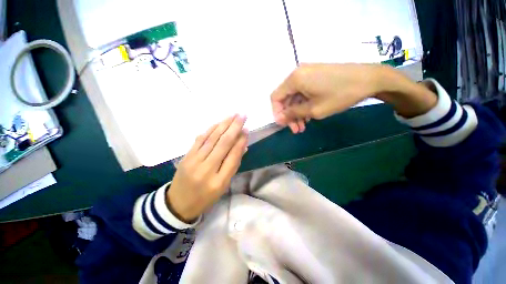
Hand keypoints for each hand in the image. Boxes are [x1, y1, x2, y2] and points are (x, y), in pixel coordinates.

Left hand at [166, 115, 247, 221]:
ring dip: (223, 125)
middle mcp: (207, 169)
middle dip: (234, 127)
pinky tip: (218, 123)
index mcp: (219, 181)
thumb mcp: (223, 186)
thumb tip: (242, 146)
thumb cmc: (205, 197)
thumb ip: (233, 165)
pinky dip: (210, 130)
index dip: (241, 141)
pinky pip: (200, 140)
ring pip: (212, 138)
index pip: (233, 156)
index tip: (247, 129)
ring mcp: (194, 161)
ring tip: (233, 115)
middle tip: (242, 115)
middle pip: (223, 144)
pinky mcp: (186, 156)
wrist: (178, 203)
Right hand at [271, 64, 382, 132]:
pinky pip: (303, 92)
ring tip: (303, 126)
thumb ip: (293, 113)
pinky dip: (304, 105)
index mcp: (294, 79)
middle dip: (289, 115)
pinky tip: (309, 116)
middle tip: (296, 130)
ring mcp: (307, 74)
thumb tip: (279, 118)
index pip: (275, 97)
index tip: (284, 125)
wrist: (369, 79)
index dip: (277, 112)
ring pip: (295, 97)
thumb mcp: (313, 109)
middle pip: (285, 98)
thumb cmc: (340, 95)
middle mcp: (297, 74)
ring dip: (297, 112)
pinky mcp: (315, 76)